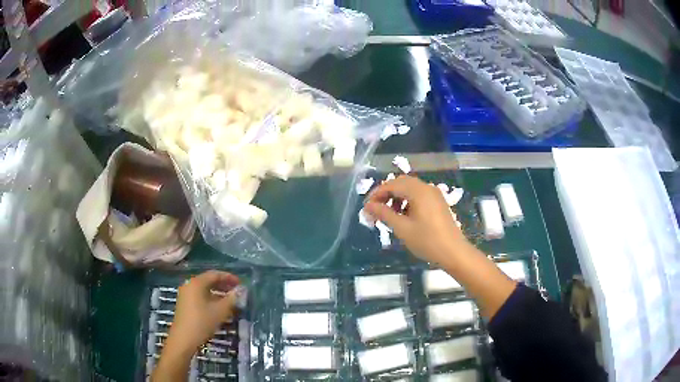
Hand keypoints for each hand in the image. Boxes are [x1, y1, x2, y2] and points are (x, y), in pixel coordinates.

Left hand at [165, 270, 241, 353]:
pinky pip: (200, 295)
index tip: (240, 283)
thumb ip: (231, 299)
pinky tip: (218, 307)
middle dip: (224, 285)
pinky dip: (211, 298)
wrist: (183, 339)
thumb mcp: (220, 311)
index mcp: (197, 283)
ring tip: (230, 300)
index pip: (215, 274)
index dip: (229, 277)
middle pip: (209, 280)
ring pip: (204, 289)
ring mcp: (186, 294)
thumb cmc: (202, 322)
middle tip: (237, 291)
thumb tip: (241, 290)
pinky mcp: (185, 303)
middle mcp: (190, 285)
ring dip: (218, 292)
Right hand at [364, 175, 469, 264]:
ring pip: (410, 189)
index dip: (376, 194)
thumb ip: (384, 214)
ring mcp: (434, 194)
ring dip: (396, 198)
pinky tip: (403, 216)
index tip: (366, 208)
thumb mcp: (402, 228)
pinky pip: (418, 195)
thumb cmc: (427, 241)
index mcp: (418, 191)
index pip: (392, 184)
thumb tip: (368, 206)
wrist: (454, 252)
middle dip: (386, 194)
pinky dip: (407, 201)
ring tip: (388, 215)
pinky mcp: (438, 203)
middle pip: (401, 183)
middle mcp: (427, 188)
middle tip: (375, 210)